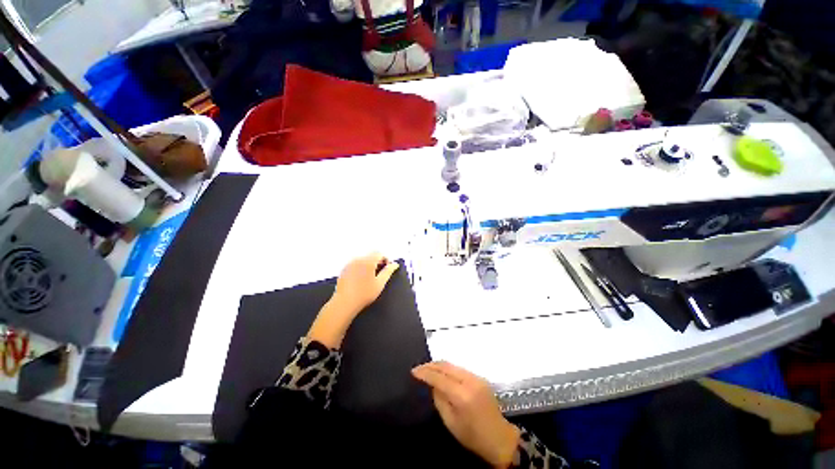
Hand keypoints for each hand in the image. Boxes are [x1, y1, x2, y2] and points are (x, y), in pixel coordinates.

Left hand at [307, 253, 398, 347]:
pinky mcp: (344, 269)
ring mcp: (349, 264)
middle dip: (377, 261)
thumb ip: (388, 272)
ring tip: (370, 277)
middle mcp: (358, 259)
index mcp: (368, 261)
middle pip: (370, 255)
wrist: (344, 303)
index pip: (379, 253)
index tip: (387, 268)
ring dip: (369, 264)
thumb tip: (395, 264)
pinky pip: (355, 264)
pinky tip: (360, 279)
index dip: (385, 259)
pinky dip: (360, 268)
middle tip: (380, 274)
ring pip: (363, 259)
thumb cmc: (364, 294)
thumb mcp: (380, 283)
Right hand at [412, 362, 519, 467]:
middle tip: (419, 368)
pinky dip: (448, 369)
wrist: (499, 438)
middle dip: (431, 365)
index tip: (413, 371)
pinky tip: (442, 373)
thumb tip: (432, 384)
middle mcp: (469, 381)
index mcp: (462, 395)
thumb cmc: (472, 436)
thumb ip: (439, 400)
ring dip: (439, 365)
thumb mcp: (451, 422)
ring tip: (428, 369)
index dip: (425, 373)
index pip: (439, 378)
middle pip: (446, 366)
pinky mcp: (479, 378)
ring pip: (453, 365)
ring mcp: (476, 377)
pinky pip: (459, 369)